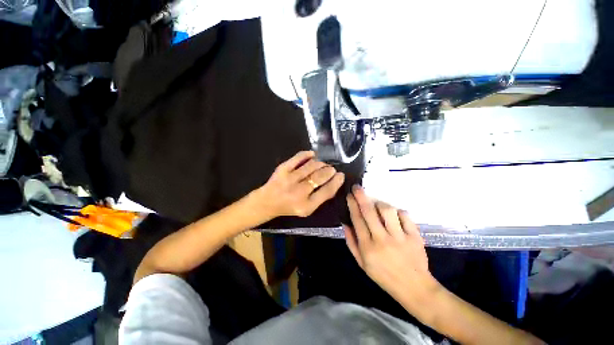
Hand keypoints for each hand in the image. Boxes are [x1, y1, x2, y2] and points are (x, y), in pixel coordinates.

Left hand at [254, 151, 344, 219]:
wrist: (268, 202)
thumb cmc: (290, 206)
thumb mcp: (307, 208)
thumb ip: (321, 197)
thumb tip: (334, 181)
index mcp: (306, 206)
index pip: (327, 191)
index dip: (336, 181)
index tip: (340, 175)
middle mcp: (298, 192)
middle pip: (319, 177)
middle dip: (329, 170)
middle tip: (331, 168)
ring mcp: (289, 179)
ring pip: (311, 166)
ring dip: (320, 163)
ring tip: (322, 164)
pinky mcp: (282, 169)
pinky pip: (298, 157)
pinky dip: (308, 154)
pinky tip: (313, 155)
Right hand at [344, 185, 439, 310]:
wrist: (414, 287)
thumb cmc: (383, 276)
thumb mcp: (361, 263)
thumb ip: (352, 242)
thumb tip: (345, 223)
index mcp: (367, 247)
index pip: (357, 220)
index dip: (352, 205)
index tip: (349, 195)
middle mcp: (382, 240)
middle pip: (369, 211)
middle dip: (361, 196)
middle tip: (357, 187)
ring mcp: (399, 237)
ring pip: (387, 210)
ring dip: (380, 204)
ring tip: (377, 205)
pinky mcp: (415, 237)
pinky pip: (405, 216)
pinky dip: (398, 212)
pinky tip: (395, 216)